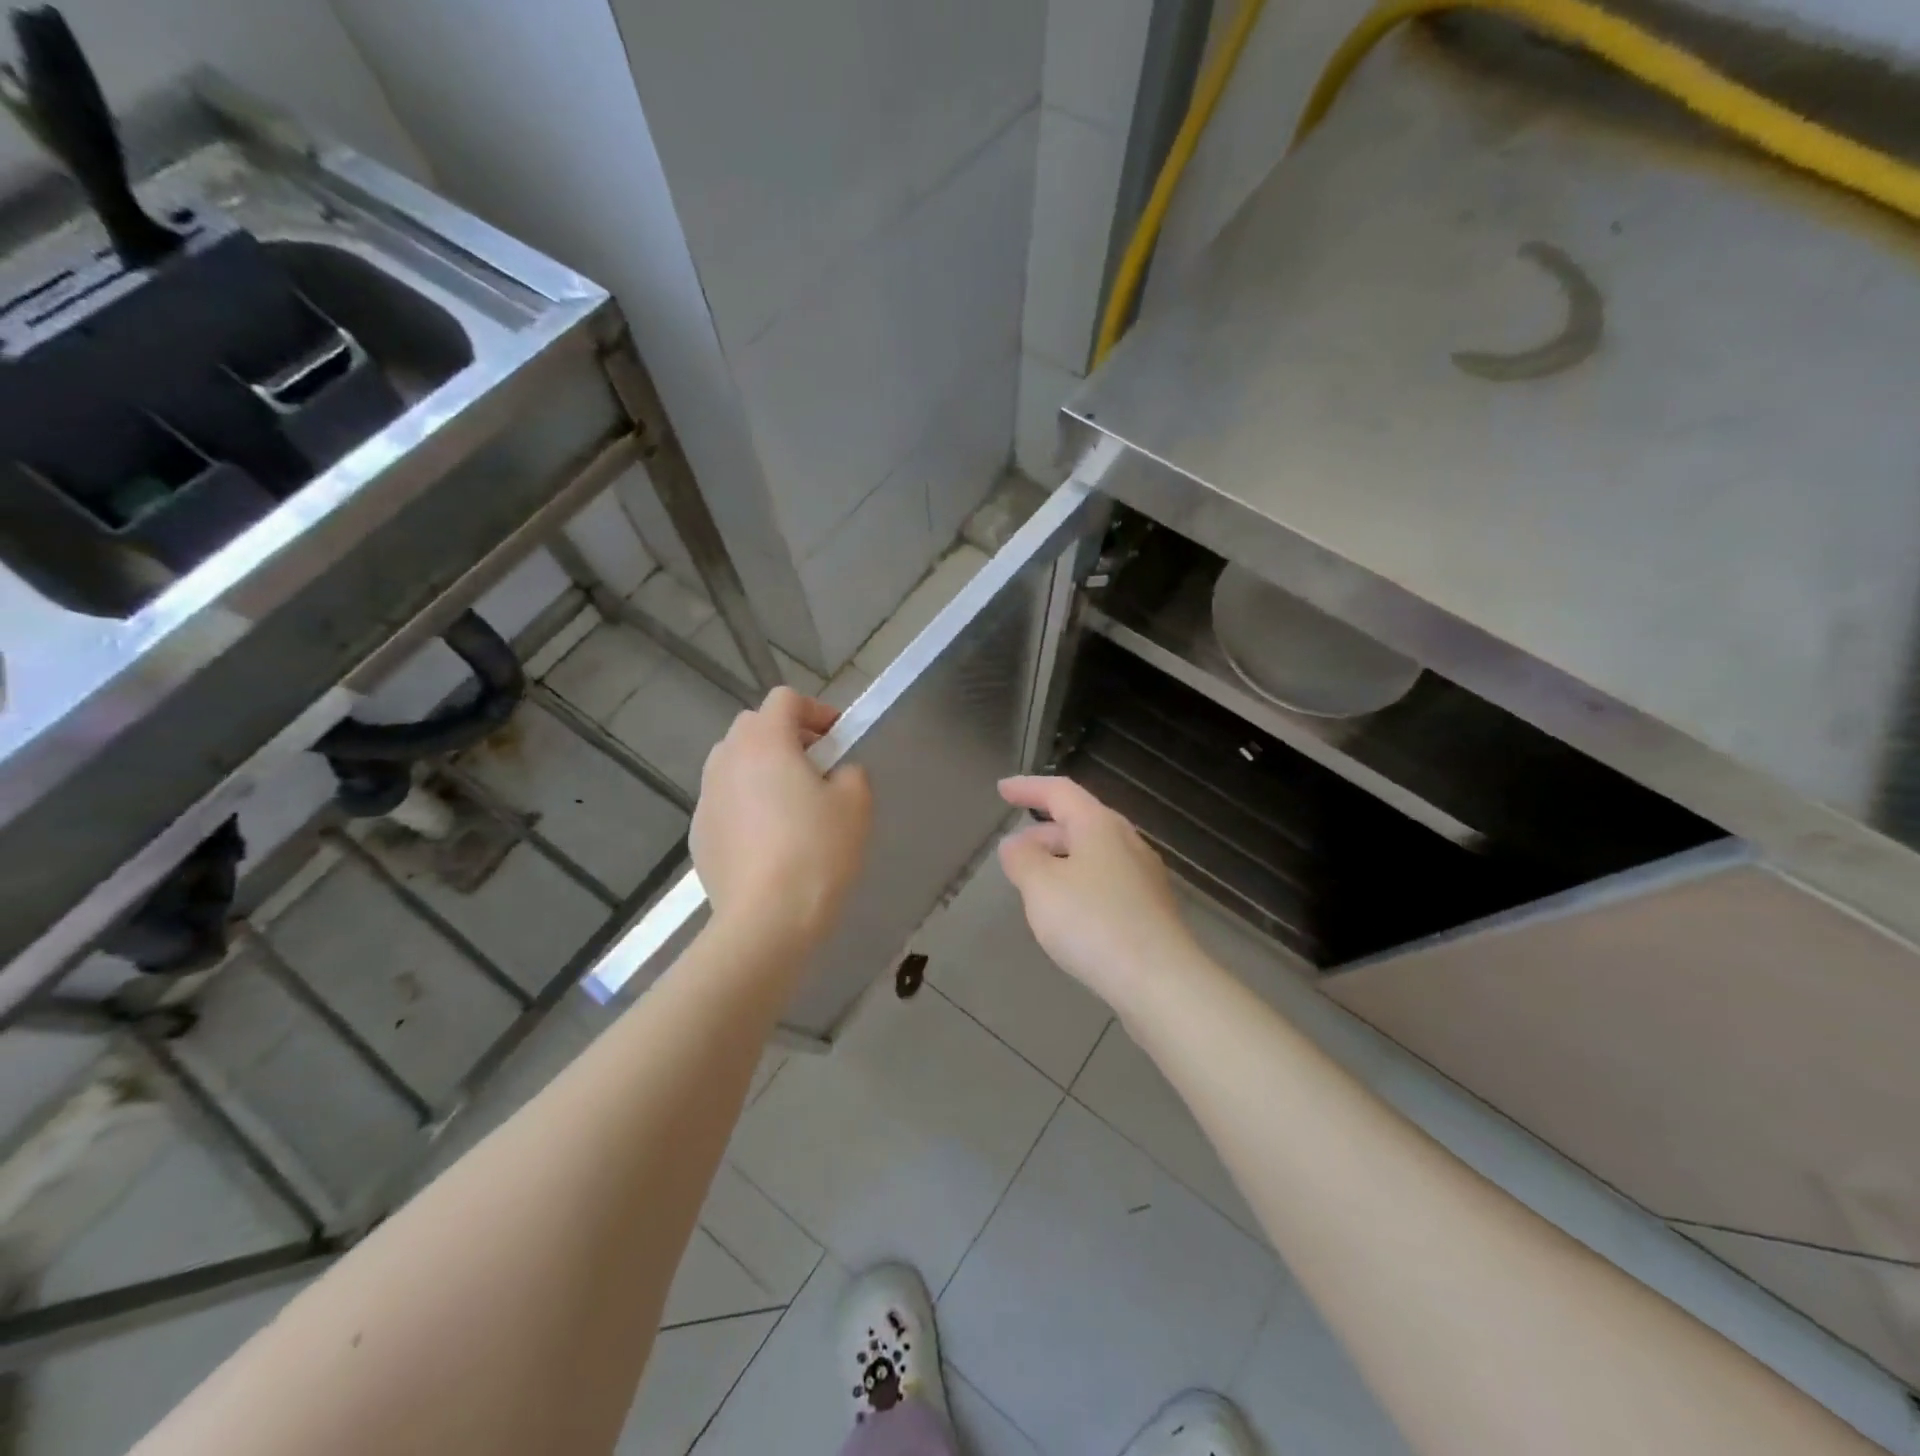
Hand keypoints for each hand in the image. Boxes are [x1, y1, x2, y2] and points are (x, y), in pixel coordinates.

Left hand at [694, 687, 871, 949]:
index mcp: (765, 741)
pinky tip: (768, 843)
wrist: (766, 920)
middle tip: (816, 770)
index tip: (838, 740)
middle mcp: (726, 759)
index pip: (785, 699)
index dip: (815, 711)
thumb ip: (850, 773)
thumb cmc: (817, 851)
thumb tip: (835, 775)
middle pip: (754, 727)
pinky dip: (745, 806)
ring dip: (762, 771)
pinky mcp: (698, 834)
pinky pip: (725, 803)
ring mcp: (706, 798)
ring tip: (789, 806)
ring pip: (734, 765)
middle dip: (786, 738)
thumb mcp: (856, 804)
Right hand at [996, 776, 1202, 1013]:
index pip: (1060, 792)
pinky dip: (1079, 883)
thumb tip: (1015, 844)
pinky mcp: (1150, 909)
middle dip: (1044, 830)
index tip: (1002, 790)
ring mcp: (1143, 876)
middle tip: (1014, 848)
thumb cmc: (1093, 923)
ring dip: (1061, 859)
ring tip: (1035, 881)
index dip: (1028, 788)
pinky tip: (1068, 911)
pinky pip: (1106, 881)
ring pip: (1094, 854)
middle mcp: (1126, 842)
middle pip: (1080, 822)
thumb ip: (1022, 859)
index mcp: (1100, 826)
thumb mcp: (1041, 887)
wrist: (1160, 980)